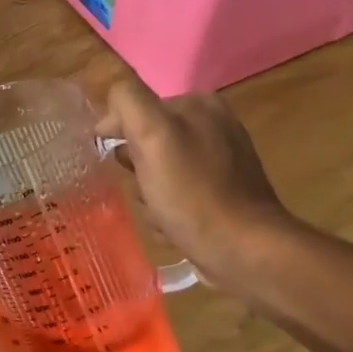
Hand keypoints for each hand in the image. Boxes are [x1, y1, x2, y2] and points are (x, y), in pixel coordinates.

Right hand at [96, 77, 299, 291]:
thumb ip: (129, 101)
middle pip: (147, 141)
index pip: (136, 106)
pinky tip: (171, 225)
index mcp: (199, 103)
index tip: (109, 160)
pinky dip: (168, 209)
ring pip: (160, 170)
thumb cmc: (192, 193)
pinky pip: (179, 193)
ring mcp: (222, 160)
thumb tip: (113, 102)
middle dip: (136, 168)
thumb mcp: (151, 134)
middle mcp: (214, 125)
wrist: (243, 250)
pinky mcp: (225, 193)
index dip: (116, 133)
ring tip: (157, 212)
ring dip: (149, 193)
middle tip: (142, 190)